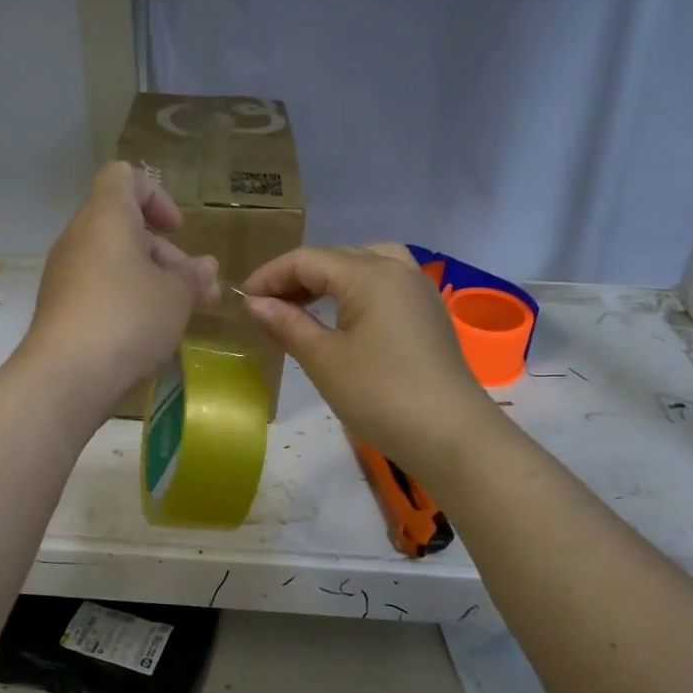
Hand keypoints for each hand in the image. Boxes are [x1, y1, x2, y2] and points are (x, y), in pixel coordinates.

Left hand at [21, 161, 218, 416]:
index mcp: (106, 217)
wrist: (66, 376)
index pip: (123, 177)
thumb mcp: (176, 296)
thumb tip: (205, 267)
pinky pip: (98, 288)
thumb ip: (193, 276)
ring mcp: (64, 274)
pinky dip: (125, 299)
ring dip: (149, 279)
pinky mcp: (60, 307)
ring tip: (180, 315)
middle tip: (195, 288)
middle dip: (163, 251)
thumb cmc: (128, 319)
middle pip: (123, 224)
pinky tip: (148, 333)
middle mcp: (79, 237)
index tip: (177, 231)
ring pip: (112, 260)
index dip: (156, 195)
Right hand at [242, 244, 500, 480]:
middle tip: (267, 307)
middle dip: (297, 277)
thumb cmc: (380, 395)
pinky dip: (355, 292)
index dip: (270, 276)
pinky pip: (384, 285)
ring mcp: (418, 290)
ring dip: (328, 281)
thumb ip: (287, 325)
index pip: (307, 260)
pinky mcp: (428, 314)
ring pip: (364, 266)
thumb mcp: (324, 360)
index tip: (242, 300)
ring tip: (302, 306)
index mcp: (370, 273)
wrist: (451, 435)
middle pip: (336, 257)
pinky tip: (341, 319)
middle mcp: (398, 269)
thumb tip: (254, 303)